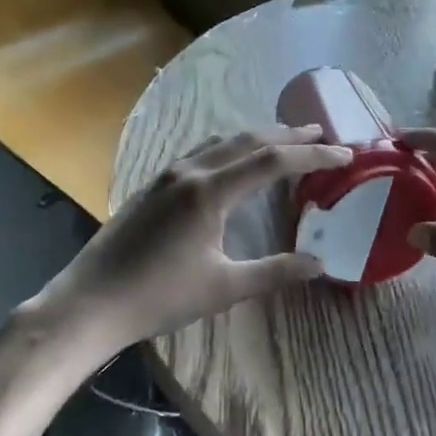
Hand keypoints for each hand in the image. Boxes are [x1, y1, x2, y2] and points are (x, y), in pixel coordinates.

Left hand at [42, 126, 352, 354]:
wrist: (90, 303)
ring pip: (222, 141)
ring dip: (258, 137)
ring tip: (285, 140)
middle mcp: (190, 171)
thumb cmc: (159, 298)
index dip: (312, 153)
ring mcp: (168, 174)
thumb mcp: (224, 287)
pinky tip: (234, 160)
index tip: (345, 153)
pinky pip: (202, 151)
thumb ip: (275, 271)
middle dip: (288, 135)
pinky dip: (231, 147)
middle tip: (322, 132)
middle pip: (248, 140)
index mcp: (210, 191)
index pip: (273, 160)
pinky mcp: (154, 184)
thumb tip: (320, 264)